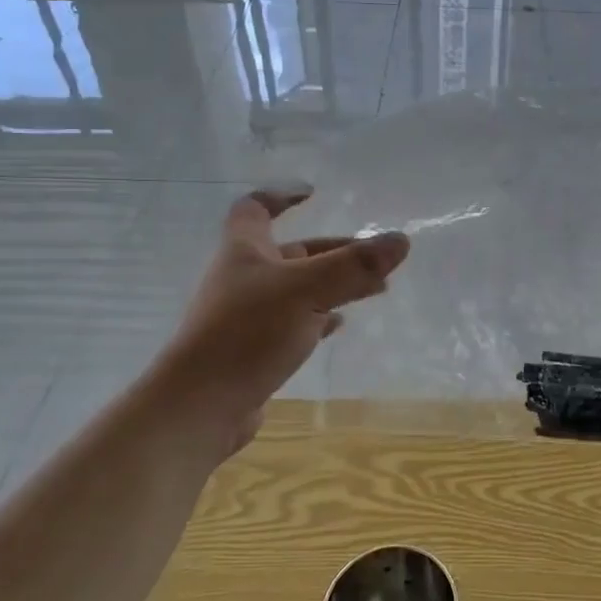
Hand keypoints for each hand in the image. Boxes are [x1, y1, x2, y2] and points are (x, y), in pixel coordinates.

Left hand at [156, 189, 410, 454]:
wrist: (200, 406)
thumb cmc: (248, 333)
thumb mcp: (307, 290)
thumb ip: (355, 266)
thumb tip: (401, 240)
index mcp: (245, 250)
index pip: (256, 208)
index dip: (282, 196)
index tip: (314, 194)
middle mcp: (244, 278)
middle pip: (291, 252)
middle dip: (333, 250)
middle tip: (375, 256)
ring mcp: (247, 316)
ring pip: (298, 288)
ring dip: (334, 284)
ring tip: (375, 288)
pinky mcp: (254, 349)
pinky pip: (294, 322)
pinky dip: (320, 317)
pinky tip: (340, 324)